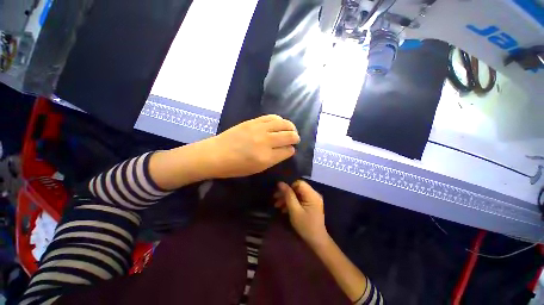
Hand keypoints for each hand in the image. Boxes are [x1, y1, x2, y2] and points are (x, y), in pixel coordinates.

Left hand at [206, 115, 299, 177]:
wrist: (216, 154)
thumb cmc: (236, 167)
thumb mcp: (257, 169)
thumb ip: (274, 159)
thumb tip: (285, 150)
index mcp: (266, 158)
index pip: (287, 151)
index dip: (291, 150)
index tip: (291, 150)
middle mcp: (265, 142)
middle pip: (288, 136)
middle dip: (295, 137)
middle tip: (295, 139)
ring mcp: (259, 129)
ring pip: (283, 123)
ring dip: (290, 126)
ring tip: (291, 129)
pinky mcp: (253, 121)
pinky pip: (271, 117)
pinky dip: (279, 119)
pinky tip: (280, 123)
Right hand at [274, 180, 328, 247]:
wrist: (317, 241)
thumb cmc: (305, 226)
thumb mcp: (294, 210)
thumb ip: (288, 195)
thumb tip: (280, 183)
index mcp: (312, 195)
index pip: (298, 183)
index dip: (288, 186)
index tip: (279, 193)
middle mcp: (313, 194)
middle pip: (297, 188)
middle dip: (286, 193)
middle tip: (275, 199)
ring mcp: (312, 199)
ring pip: (297, 194)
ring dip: (287, 198)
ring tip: (277, 205)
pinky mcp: (310, 204)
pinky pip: (299, 199)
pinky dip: (292, 202)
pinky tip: (284, 209)